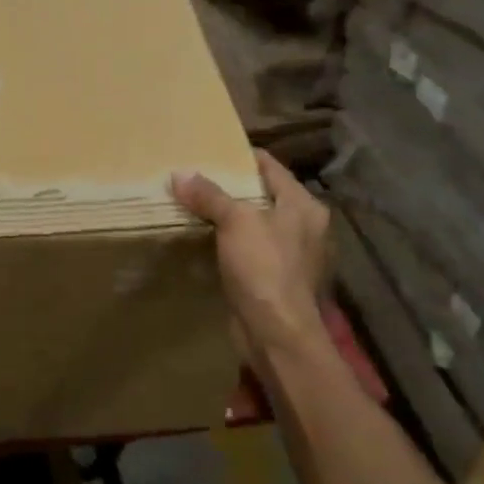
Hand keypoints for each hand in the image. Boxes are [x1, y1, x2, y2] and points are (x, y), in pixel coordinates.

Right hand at [173, 151, 329, 361]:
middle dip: (230, 188)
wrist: (277, 333)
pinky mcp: (276, 281)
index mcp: (304, 206)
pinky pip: (249, 253)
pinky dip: (230, 245)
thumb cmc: (264, 268)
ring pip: (255, 226)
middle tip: (195, 178)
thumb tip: (179, 173)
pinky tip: (205, 242)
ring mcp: (292, 257)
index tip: (211, 150)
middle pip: (263, 196)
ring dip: (228, 219)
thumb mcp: (236, 222)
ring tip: (194, 207)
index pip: (271, 167)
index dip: (242, 156)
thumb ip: (209, 195)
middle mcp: (304, 228)